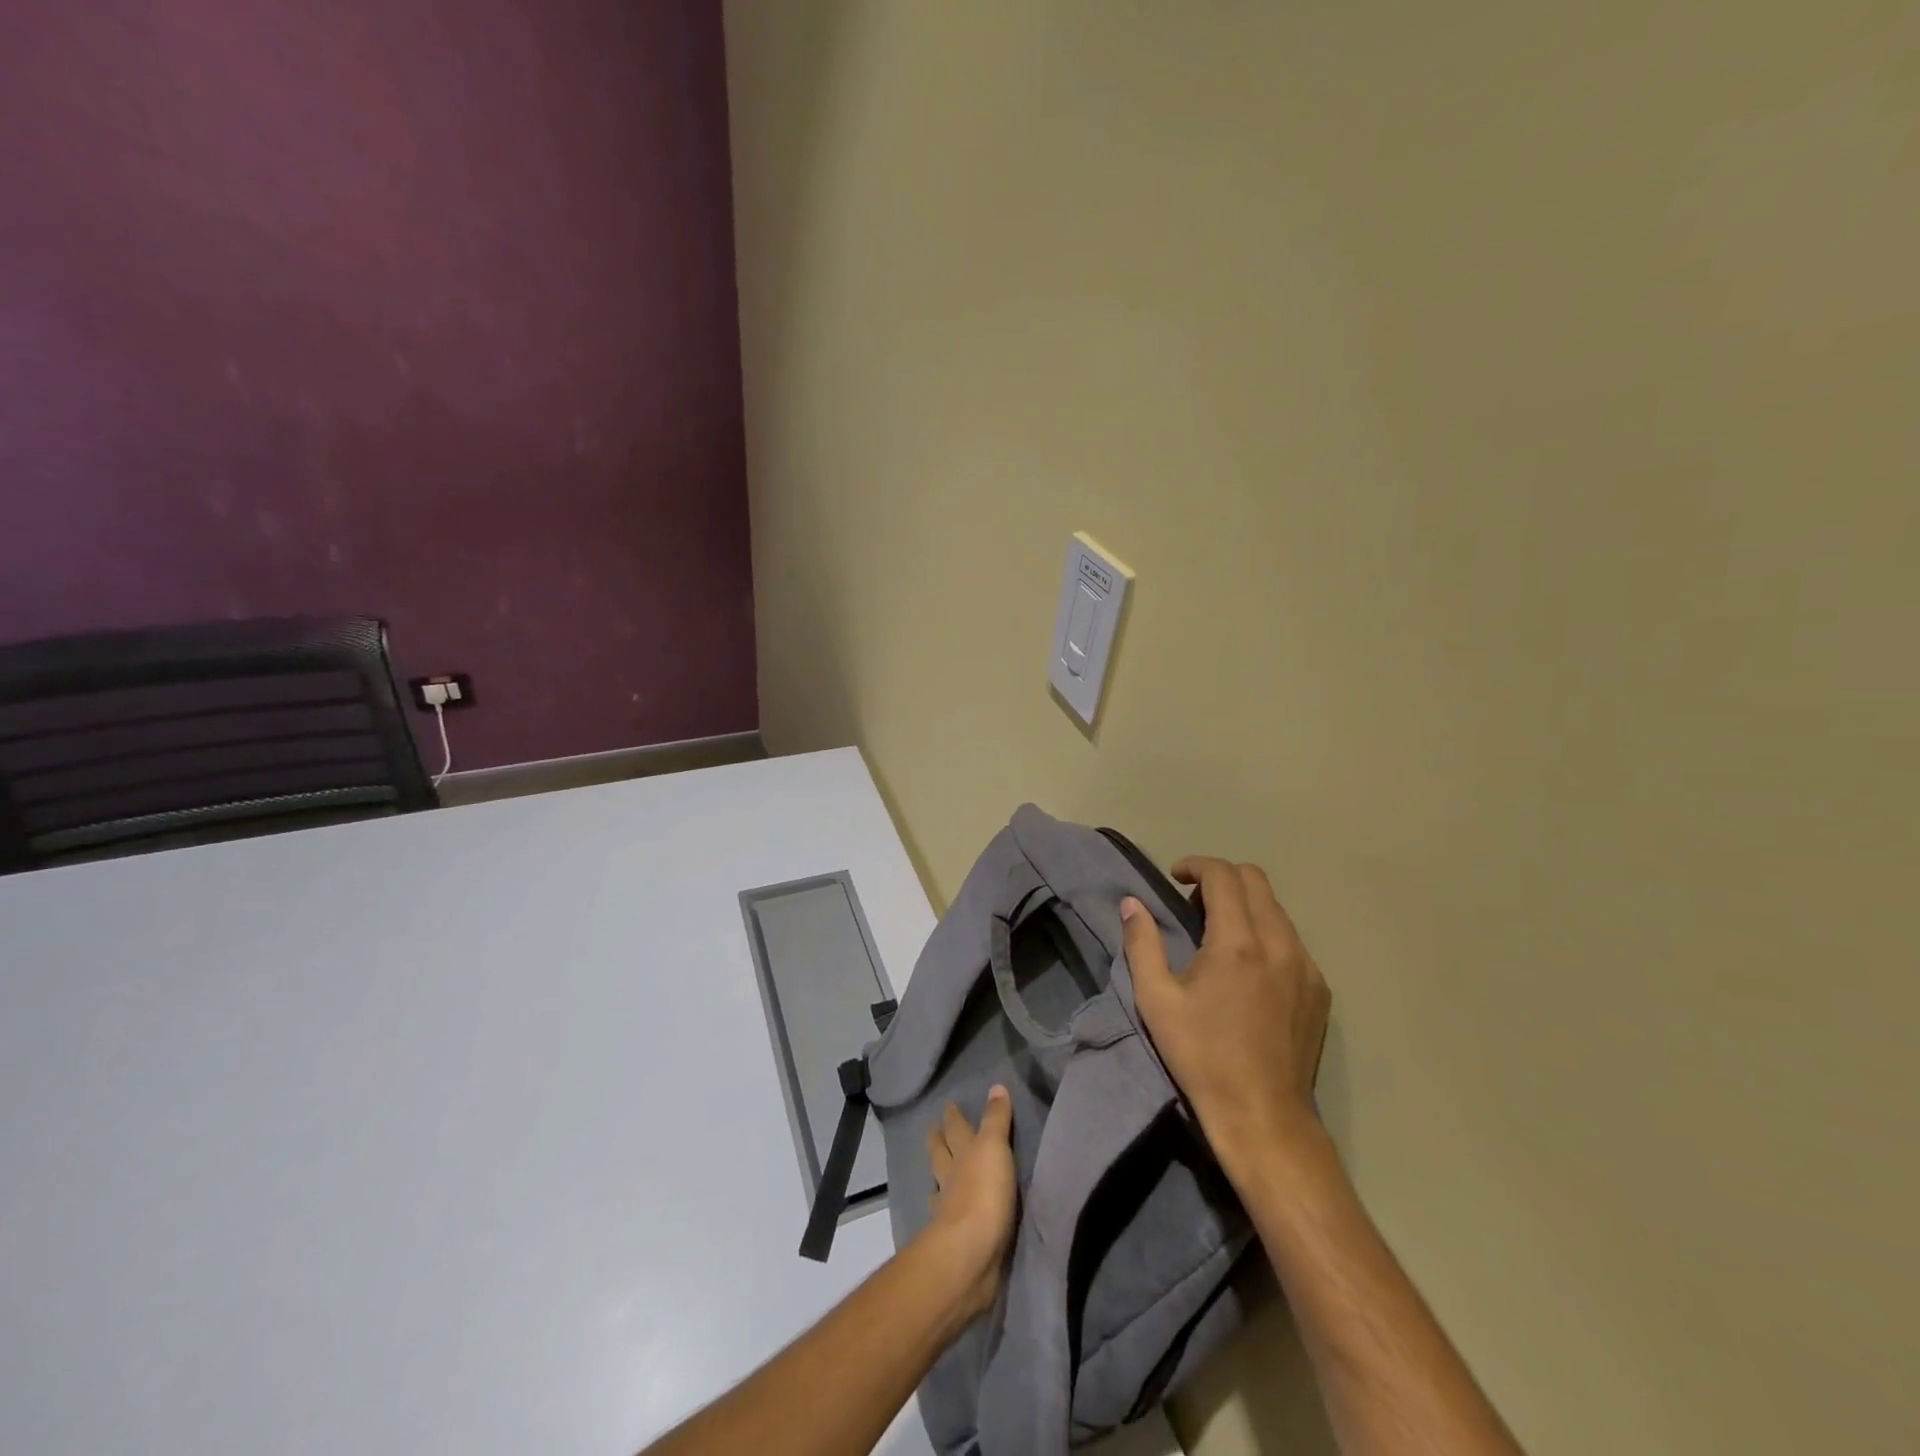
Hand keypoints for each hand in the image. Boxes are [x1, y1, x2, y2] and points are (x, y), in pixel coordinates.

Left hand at [921, 1087, 1016, 1318]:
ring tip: (937, 1172)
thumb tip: (996, 1085)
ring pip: (941, 1185)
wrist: (969, 1254)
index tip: (946, 1105)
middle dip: (938, 1141)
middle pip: (941, 1154)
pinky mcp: (955, 1239)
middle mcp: (951, 1178)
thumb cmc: (984, 1193)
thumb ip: (996, 1119)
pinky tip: (944, 1212)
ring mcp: (949, 1210)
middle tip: (932, 1130)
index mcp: (962, 1154)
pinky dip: (946, 1209)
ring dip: (939, 1176)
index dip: (953, 1117)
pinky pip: (948, 1217)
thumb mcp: (994, 1147)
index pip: (957, 1129)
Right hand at [1122, 858, 1330, 1179]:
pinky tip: (1248, 966)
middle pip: (1256, 880)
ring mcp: (1306, 966)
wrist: (1262, 1115)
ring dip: (1245, 904)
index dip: (1196, 865)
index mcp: (1237, 942)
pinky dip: (1266, 933)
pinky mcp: (1319, 989)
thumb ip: (1142, 943)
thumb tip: (1132, 904)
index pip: (1224, 875)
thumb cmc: (1201, 1056)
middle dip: (1222, 878)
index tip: (1176, 877)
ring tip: (1219, 934)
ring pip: (1277, 909)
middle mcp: (1279, 943)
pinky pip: (1292, 940)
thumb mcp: (1156, 1000)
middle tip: (1194, 903)